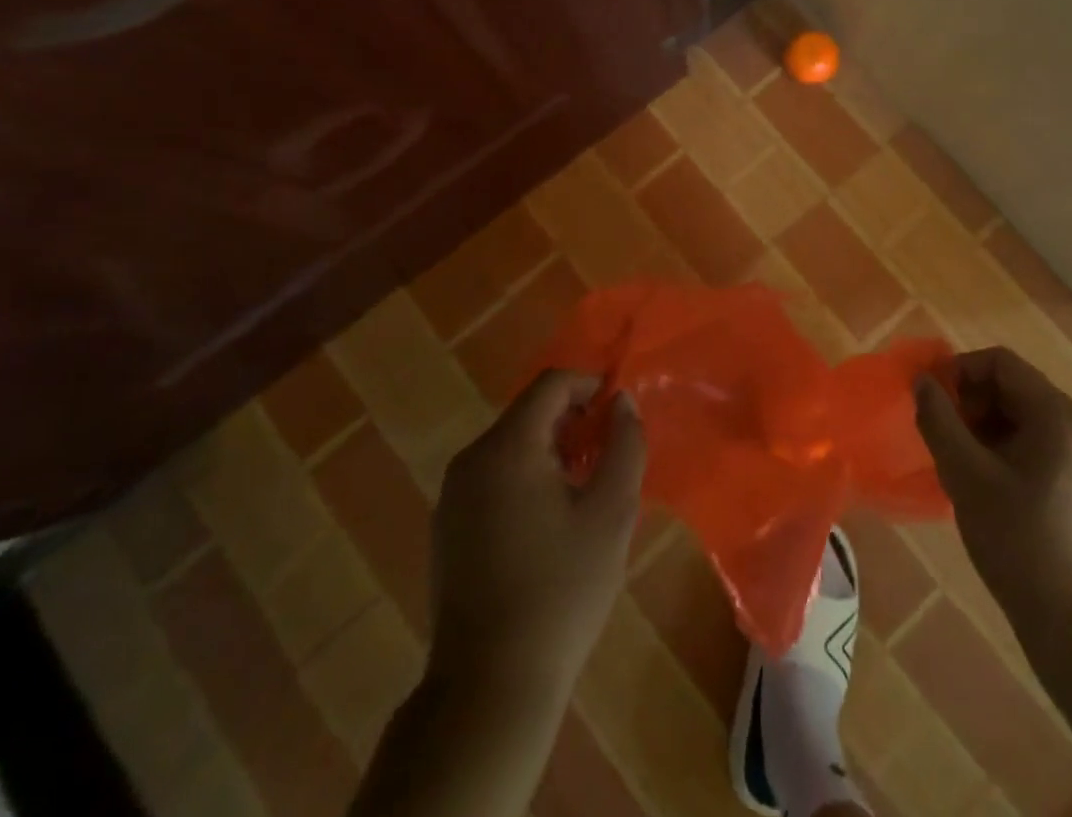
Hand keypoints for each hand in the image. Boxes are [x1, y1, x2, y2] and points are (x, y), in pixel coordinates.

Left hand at [429, 370, 645, 693]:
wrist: (488, 686)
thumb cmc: (561, 590)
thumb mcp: (612, 512)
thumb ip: (625, 444)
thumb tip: (621, 402)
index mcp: (508, 447)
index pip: (552, 384)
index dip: (591, 386)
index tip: (619, 416)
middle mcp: (472, 459)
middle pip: (530, 412)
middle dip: (574, 422)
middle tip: (608, 458)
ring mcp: (453, 495)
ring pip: (512, 445)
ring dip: (552, 450)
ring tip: (584, 492)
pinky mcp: (446, 526)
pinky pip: (494, 476)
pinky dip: (526, 477)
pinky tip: (549, 523)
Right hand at [914, 348, 1071, 635]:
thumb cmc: (1020, 543)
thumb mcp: (966, 476)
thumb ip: (938, 420)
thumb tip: (921, 380)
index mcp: (1057, 413)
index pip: (999, 362)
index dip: (958, 371)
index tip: (929, 401)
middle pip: (1011, 387)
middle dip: (968, 403)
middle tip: (940, 437)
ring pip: (1018, 418)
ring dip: (980, 429)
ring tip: (956, 465)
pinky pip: (1031, 445)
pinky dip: (999, 451)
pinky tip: (981, 488)